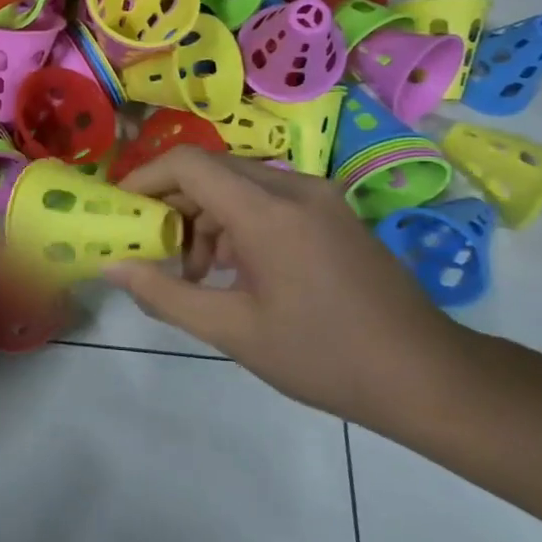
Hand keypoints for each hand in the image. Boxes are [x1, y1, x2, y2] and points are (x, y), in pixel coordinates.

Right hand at [103, 147, 456, 423]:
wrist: (428, 377)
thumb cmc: (323, 356)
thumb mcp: (233, 332)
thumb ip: (165, 294)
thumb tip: (113, 268)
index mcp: (268, 213)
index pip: (188, 164)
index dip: (145, 178)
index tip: (122, 210)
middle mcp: (294, 189)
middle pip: (211, 170)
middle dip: (173, 204)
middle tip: (155, 249)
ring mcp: (319, 197)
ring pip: (238, 184)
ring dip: (205, 217)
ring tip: (196, 273)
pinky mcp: (333, 212)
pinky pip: (267, 199)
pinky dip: (237, 223)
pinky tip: (235, 270)